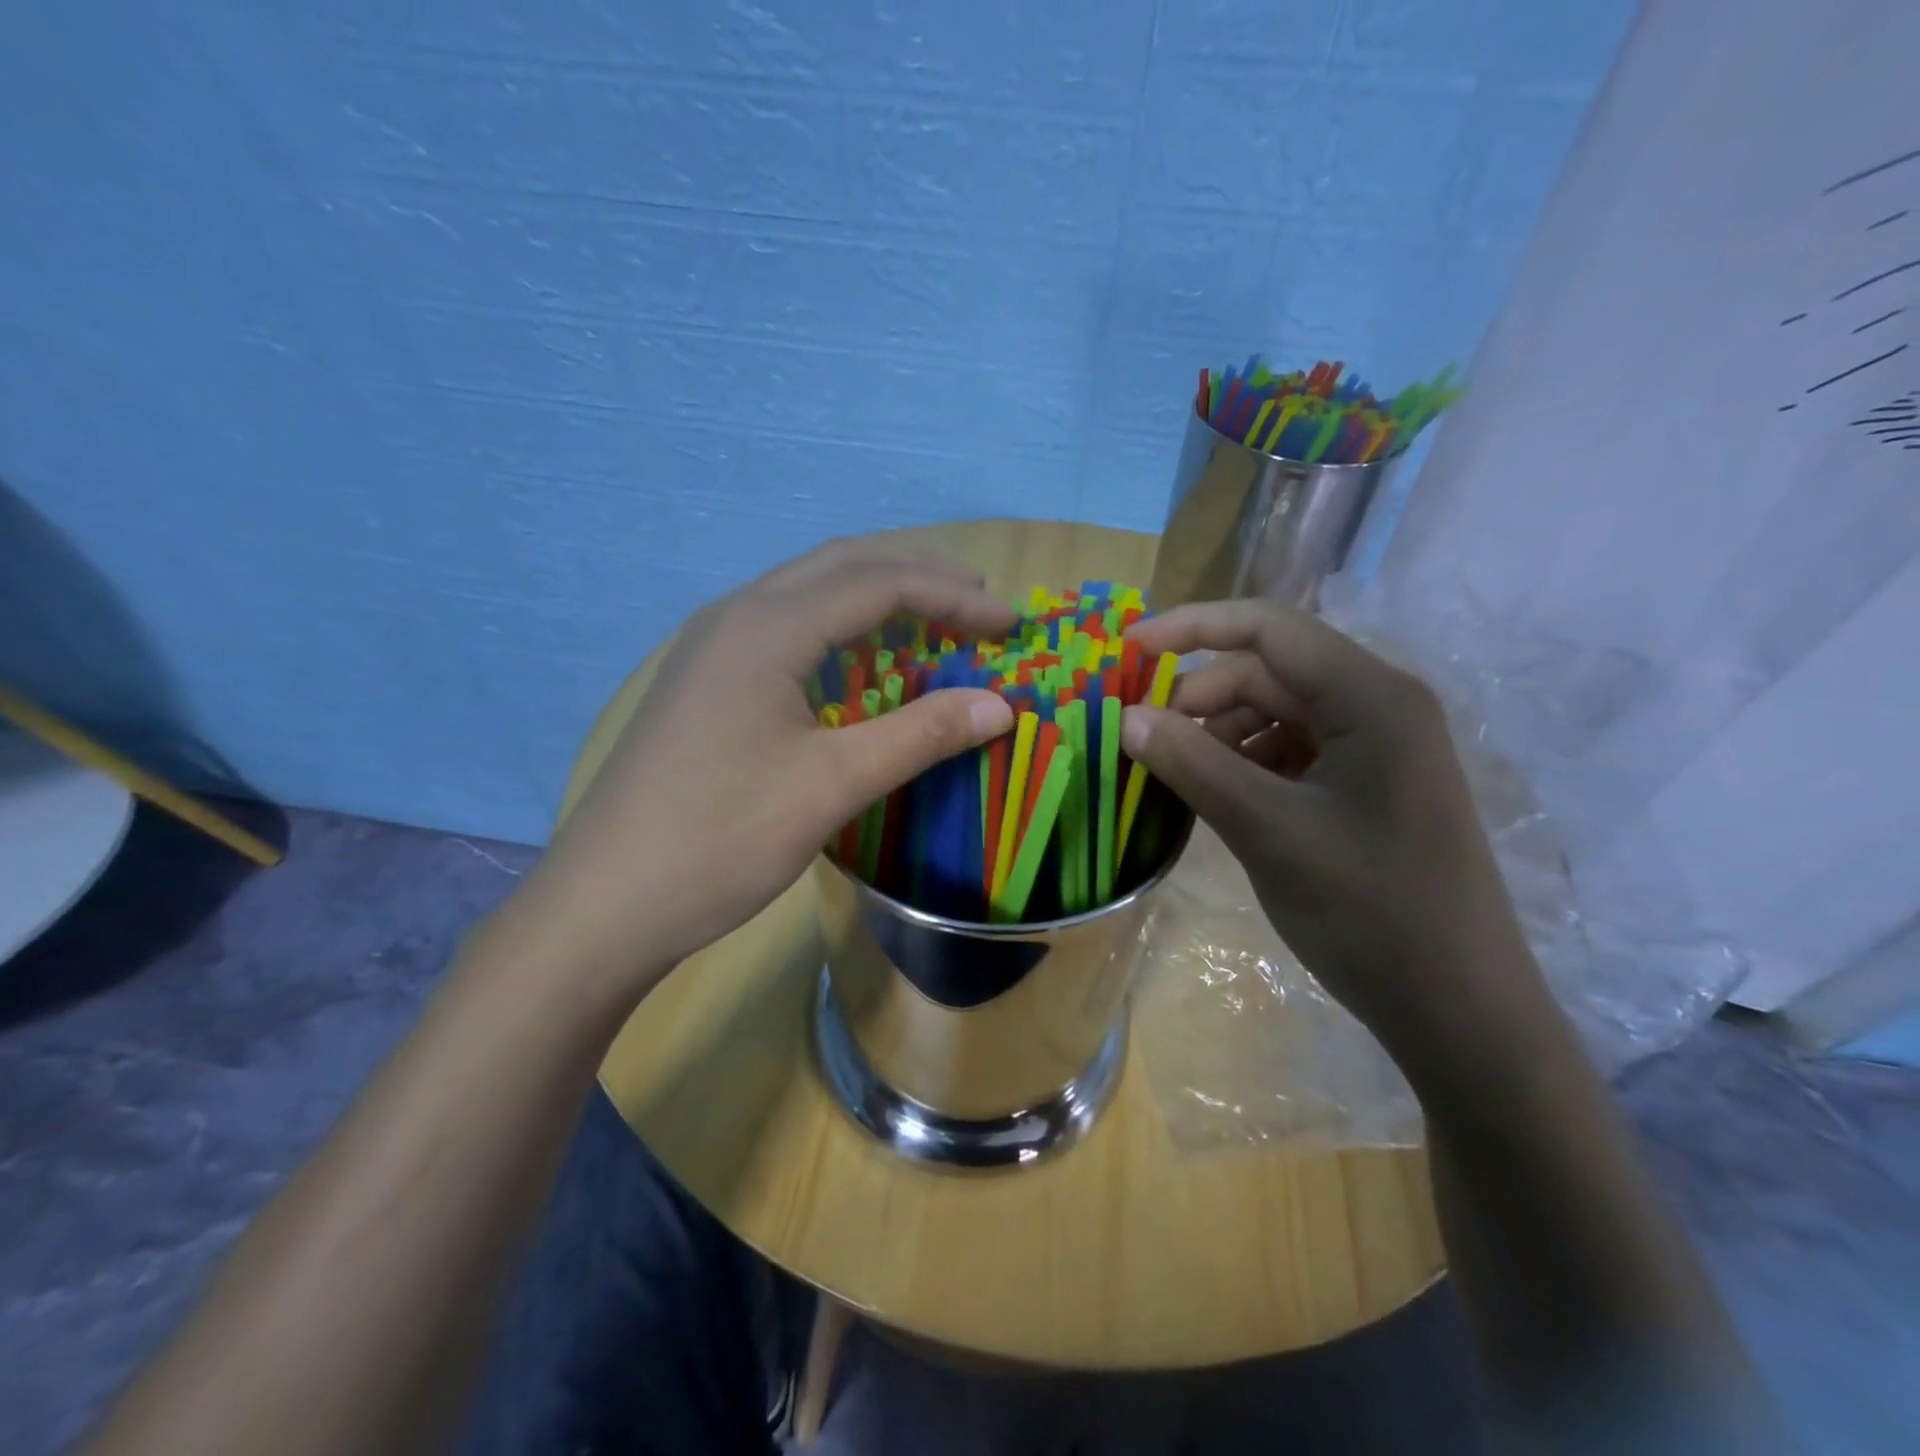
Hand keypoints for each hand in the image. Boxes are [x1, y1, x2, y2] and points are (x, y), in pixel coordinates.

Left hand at [525, 540, 1016, 989]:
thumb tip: (1001, 706)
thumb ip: (920, 736)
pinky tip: (859, 661)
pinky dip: (838, 628)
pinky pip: (784, 626)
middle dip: (917, 577)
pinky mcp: (703, 681)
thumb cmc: (721, 840)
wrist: (604, 903)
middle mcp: (735, 617)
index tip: (1008, 623)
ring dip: (875, 596)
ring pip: (807, 591)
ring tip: (932, 620)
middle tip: (978, 603)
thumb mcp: (832, 786)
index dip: (952, 596)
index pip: (877, 583)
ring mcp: (711, 647)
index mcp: (765, 628)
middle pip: (841, 566)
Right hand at [1121, 600, 1549, 1064]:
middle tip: (1143, 743)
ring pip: (1273, 716)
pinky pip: (1288, 754)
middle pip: (1267, 674)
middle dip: (1199, 700)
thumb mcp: (1269, 832)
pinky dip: (1243, 767)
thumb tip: (1127, 718)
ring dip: (1217, 738)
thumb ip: (1194, 765)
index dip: (1191, 628)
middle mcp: (1377, 708)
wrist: (1458, 1011)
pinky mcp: (1364, 788)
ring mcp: (1373, 750)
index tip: (1128, 650)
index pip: (1268, 629)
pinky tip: (1215, 802)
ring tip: (1176, 781)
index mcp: (1370, 698)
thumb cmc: (1370, 912)